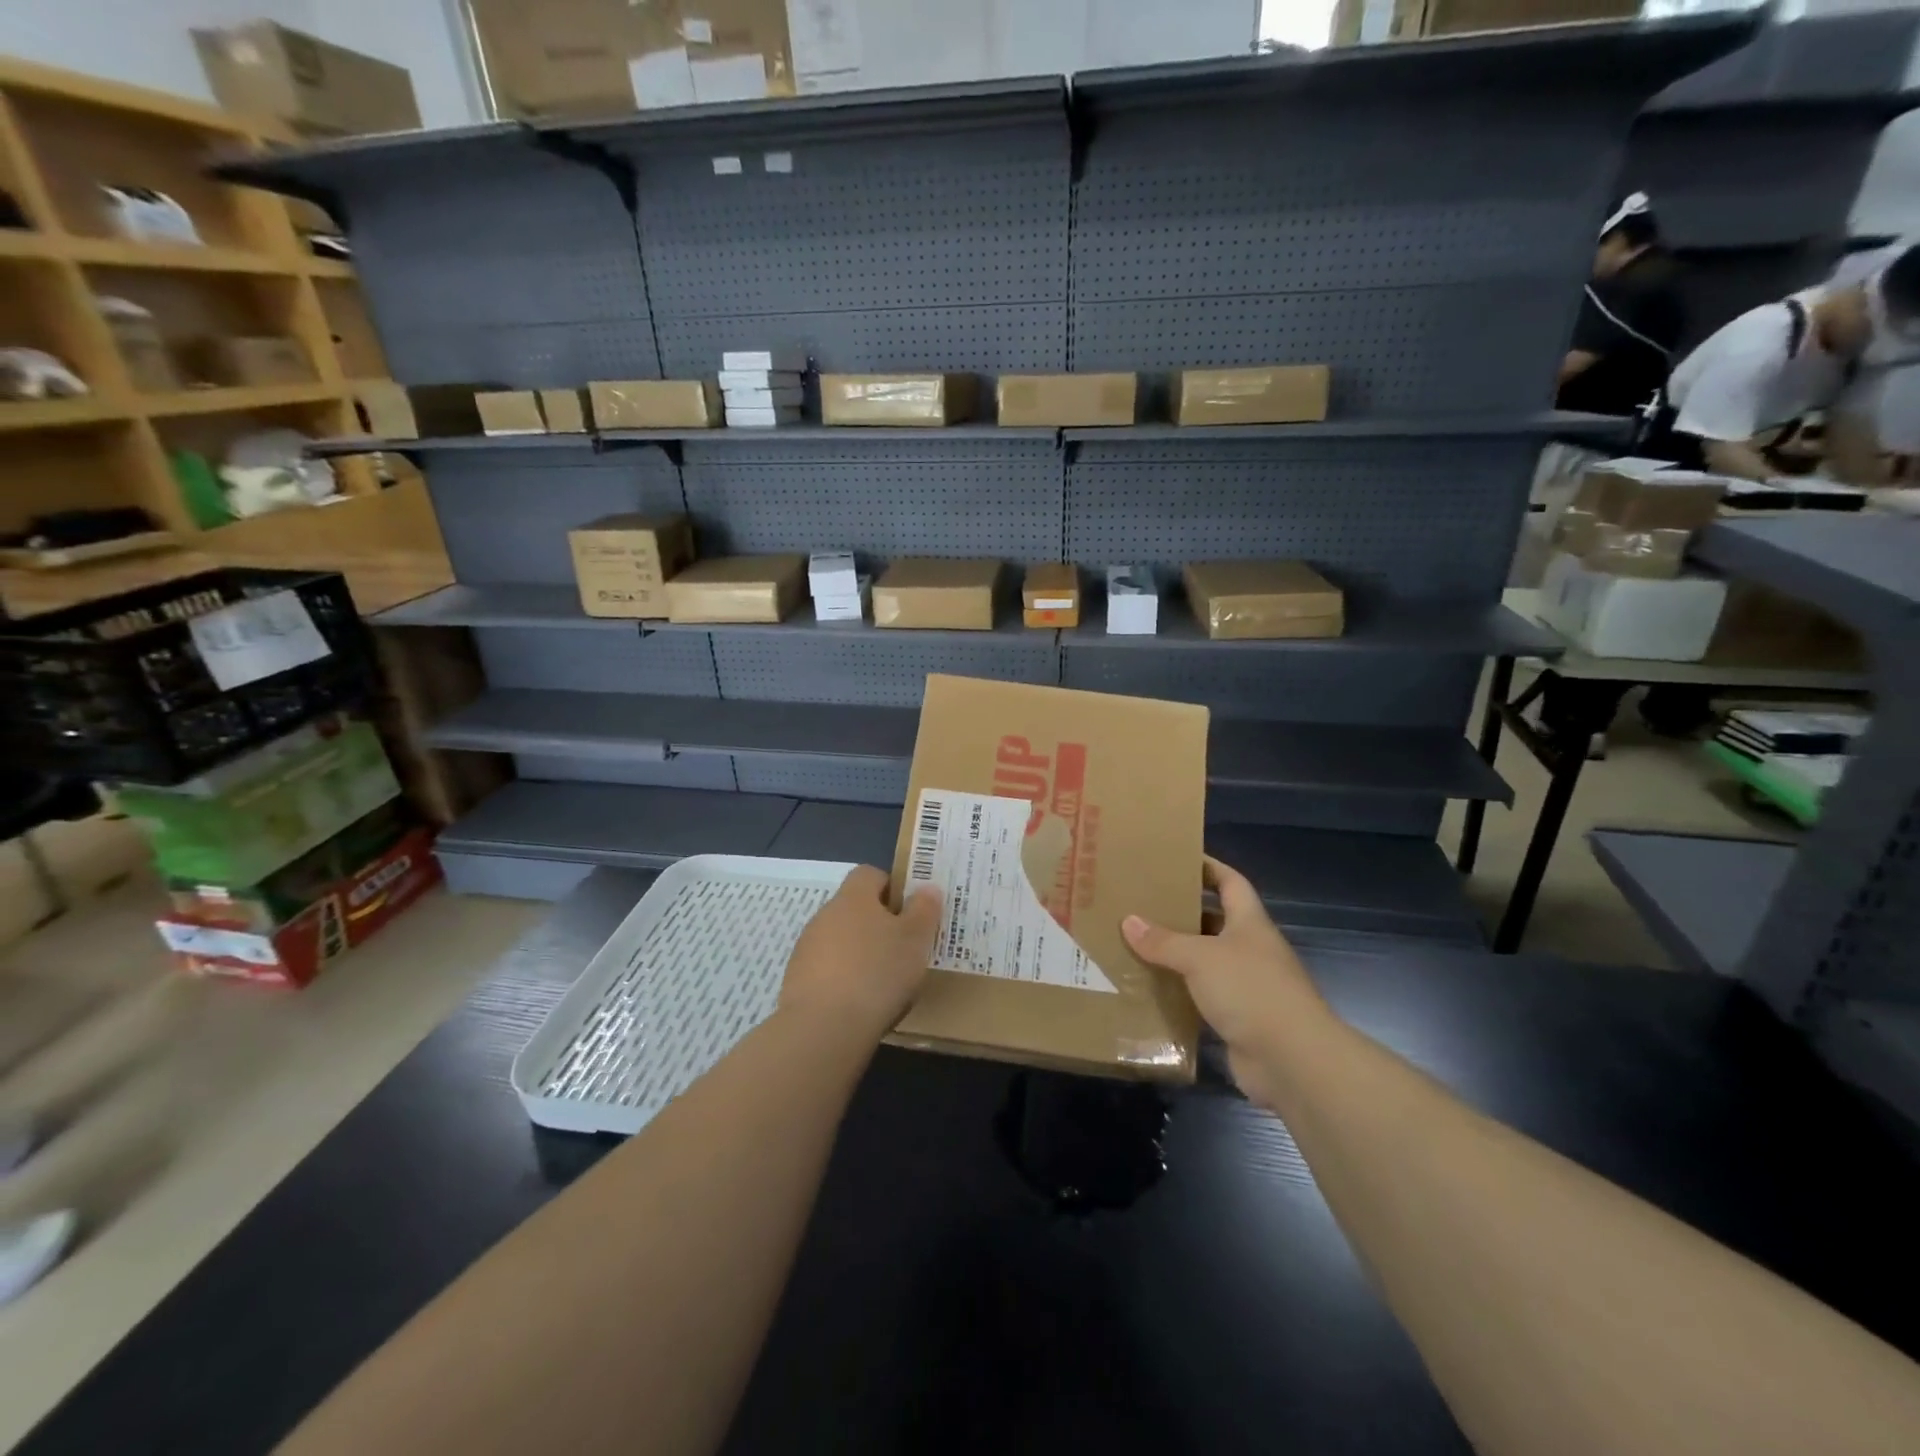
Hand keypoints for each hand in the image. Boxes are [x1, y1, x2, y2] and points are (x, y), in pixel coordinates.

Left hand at [779, 865, 941, 1039]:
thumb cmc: (878, 972)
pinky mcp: (796, 981)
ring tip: (885, 982)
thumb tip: (926, 887)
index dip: (892, 887)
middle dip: (878, 925)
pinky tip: (860, 1003)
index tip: (911, 912)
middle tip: (905, 949)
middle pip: (855, 909)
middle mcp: (825, 915)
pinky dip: (844, 980)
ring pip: (840, 941)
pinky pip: (827, 970)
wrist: (823, 1028)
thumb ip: (924, 909)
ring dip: (860, 954)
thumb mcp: (915, 939)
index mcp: (853, 897)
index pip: (869, 874)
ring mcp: (807, 948)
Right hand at [1122, 856, 1325, 1108]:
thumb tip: (1129, 921)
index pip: (1231, 883)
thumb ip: (1164, 941)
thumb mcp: (1200, 957)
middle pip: (1215, 922)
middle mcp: (1250, 950)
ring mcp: (1247, 987)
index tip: (1179, 858)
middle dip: (1183, 913)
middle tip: (1142, 904)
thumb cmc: (1250, 991)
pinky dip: (1180, 994)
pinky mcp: (1238, 1020)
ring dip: (1177, 956)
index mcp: (1249, 924)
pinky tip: (1150, 989)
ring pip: (1206, 963)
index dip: (1209, 868)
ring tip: (1137, 944)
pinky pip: (1202, 999)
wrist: (1292, 1060)